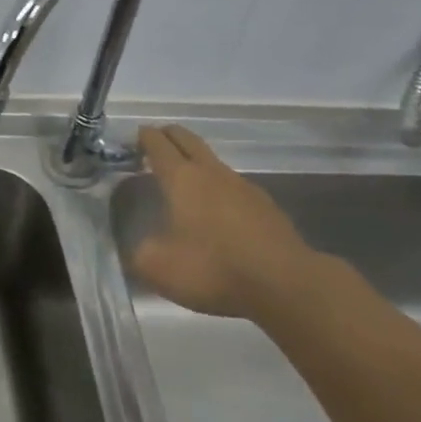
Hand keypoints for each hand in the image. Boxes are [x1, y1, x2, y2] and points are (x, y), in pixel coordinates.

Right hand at [130, 124, 318, 318]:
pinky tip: (218, 214)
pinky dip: (219, 190)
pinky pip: (234, 187)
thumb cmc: (213, 268)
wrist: (287, 285)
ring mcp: (243, 187)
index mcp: (181, 178)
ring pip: (213, 162)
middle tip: (155, 145)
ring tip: (184, 183)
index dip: (143, 137)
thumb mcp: (159, 268)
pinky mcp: (267, 207)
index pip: (157, 142)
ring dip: (195, 164)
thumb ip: (139, 253)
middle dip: (169, 136)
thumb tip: (139, 249)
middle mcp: (211, 172)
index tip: (133, 140)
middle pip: (187, 139)